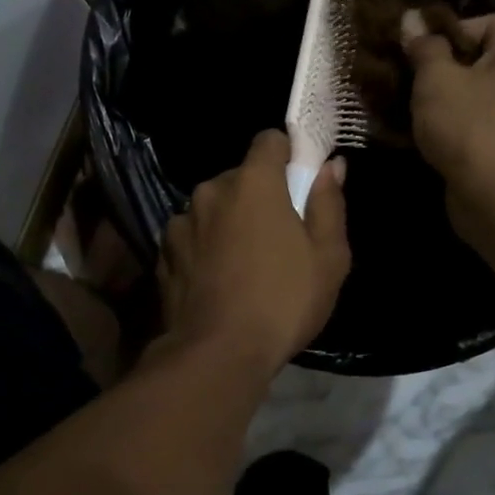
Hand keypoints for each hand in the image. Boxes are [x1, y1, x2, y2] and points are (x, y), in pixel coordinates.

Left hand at [158, 130, 350, 371]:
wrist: (217, 354)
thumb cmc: (283, 301)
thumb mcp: (328, 257)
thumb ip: (329, 204)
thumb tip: (331, 166)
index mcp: (253, 183)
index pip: (269, 140)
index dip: (287, 153)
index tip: (299, 179)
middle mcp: (211, 191)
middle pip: (240, 177)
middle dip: (258, 194)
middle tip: (278, 234)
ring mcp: (181, 222)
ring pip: (212, 208)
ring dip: (228, 221)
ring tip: (244, 263)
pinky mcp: (162, 254)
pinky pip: (191, 237)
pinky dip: (204, 247)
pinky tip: (217, 280)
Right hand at [402, 11, 494, 230]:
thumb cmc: (472, 126)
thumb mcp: (437, 78)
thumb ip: (423, 47)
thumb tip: (412, 19)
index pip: (482, 23)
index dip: (444, 31)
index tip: (411, 48)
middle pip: (473, 60)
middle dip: (434, 67)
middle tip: (397, 74)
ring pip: (466, 95)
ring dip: (433, 100)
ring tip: (398, 102)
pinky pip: (466, 124)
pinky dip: (442, 126)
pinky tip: (411, 132)